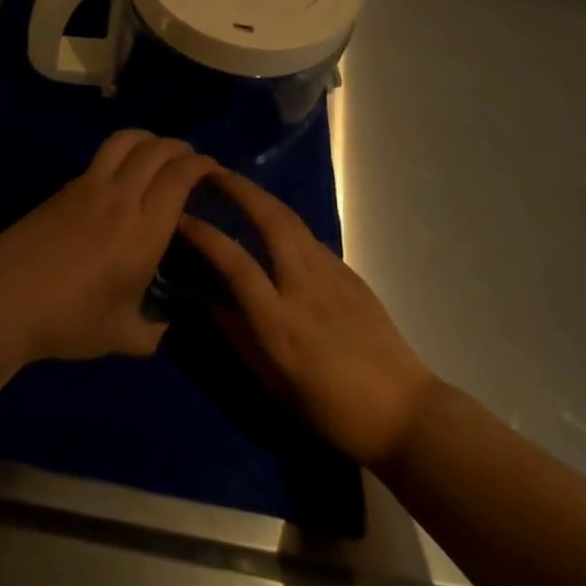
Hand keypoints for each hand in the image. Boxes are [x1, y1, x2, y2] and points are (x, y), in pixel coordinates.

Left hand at [0, 130, 213, 362]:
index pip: (179, 177)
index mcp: (143, 231)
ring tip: (157, 150)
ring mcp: (87, 186)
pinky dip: (121, 153)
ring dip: (148, 138)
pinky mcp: (63, 187)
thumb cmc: (69, 321)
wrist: (6, 299)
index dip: (201, 165)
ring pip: (124, 141)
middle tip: (191, 158)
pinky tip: (121, 173)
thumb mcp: (123, 336)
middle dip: (179, 147)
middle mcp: (120, 198)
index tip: (213, 168)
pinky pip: (101, 158)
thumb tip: (165, 322)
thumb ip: (153, 328)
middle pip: (155, 150)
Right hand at [178, 166, 441, 468]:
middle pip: (270, 221)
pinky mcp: (350, 274)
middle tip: (210, 171)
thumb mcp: (273, 382)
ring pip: (292, 221)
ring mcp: (332, 276)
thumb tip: (204, 300)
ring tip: (236, 185)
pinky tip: (273, 223)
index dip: (206, 236)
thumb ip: (237, 335)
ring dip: (261, 196)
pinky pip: (309, 238)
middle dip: (239, 189)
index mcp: (281, 322)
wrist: (405, 414)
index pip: (236, 264)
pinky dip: (283, 220)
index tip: (180, 217)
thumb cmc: (331, 409)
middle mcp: (305, 288)